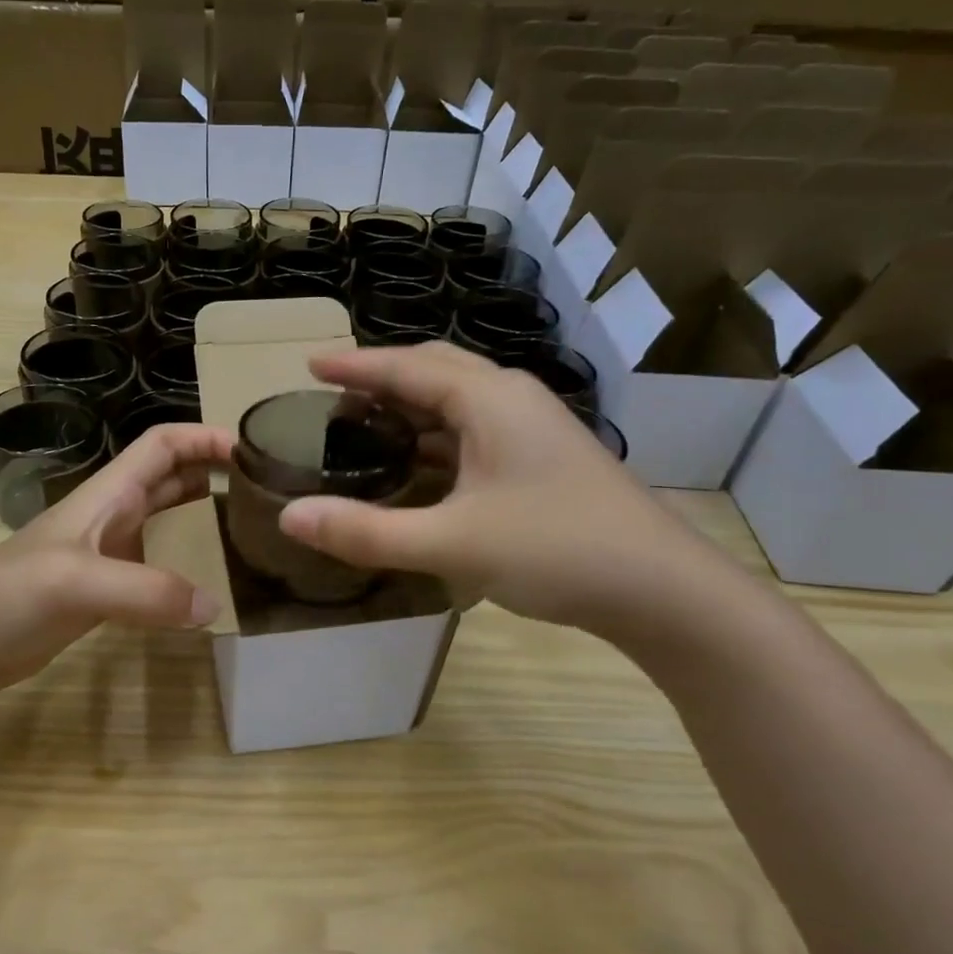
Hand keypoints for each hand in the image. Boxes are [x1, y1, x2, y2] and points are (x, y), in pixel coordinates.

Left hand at [0, 422, 232, 694]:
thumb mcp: (80, 582)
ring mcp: (109, 553)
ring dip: (203, 519)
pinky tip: (211, 588)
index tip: (249, 449)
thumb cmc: (13, 592)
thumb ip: (147, 592)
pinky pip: (158, 568)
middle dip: (213, 473)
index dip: (204, 437)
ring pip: (168, 522)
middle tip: (262, 491)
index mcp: (107, 494)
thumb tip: (213, 607)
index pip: (162, 445)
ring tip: (249, 533)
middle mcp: (113, 515)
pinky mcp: (107, 590)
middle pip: (171, 478)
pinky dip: (188, 568)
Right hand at [278, 342, 723, 635]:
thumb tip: (290, 518)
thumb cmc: (556, 550)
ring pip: (458, 402)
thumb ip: (366, 532)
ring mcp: (533, 429)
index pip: (407, 367)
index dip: (355, 365)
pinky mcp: (543, 460)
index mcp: (488, 399)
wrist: (662, 590)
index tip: (311, 363)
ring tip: (364, 424)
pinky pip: (475, 431)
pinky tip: (419, 465)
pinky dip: (437, 437)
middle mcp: (512, 400)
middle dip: (382, 378)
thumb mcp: (451, 543)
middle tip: (334, 394)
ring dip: (411, 407)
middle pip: (435, 371)